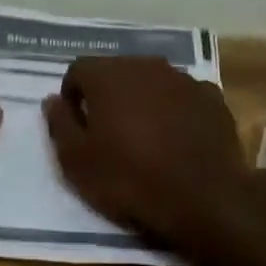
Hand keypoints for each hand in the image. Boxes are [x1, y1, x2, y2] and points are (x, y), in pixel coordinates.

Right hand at [43, 57, 265, 258]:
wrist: (204, 200)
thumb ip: (60, 123)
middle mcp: (145, 66)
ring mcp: (183, 79)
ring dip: (143, 100)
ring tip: (145, 137)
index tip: (77, 126)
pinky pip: (183, 97)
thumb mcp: (76, 161)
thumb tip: (53, 100)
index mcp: (108, 75)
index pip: (78, 70)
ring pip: (152, 82)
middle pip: (116, 71)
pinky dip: (176, 110)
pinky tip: (178, 139)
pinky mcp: (212, 98)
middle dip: (108, 95)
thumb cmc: (130, 179)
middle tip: (108, 132)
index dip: (73, 96)